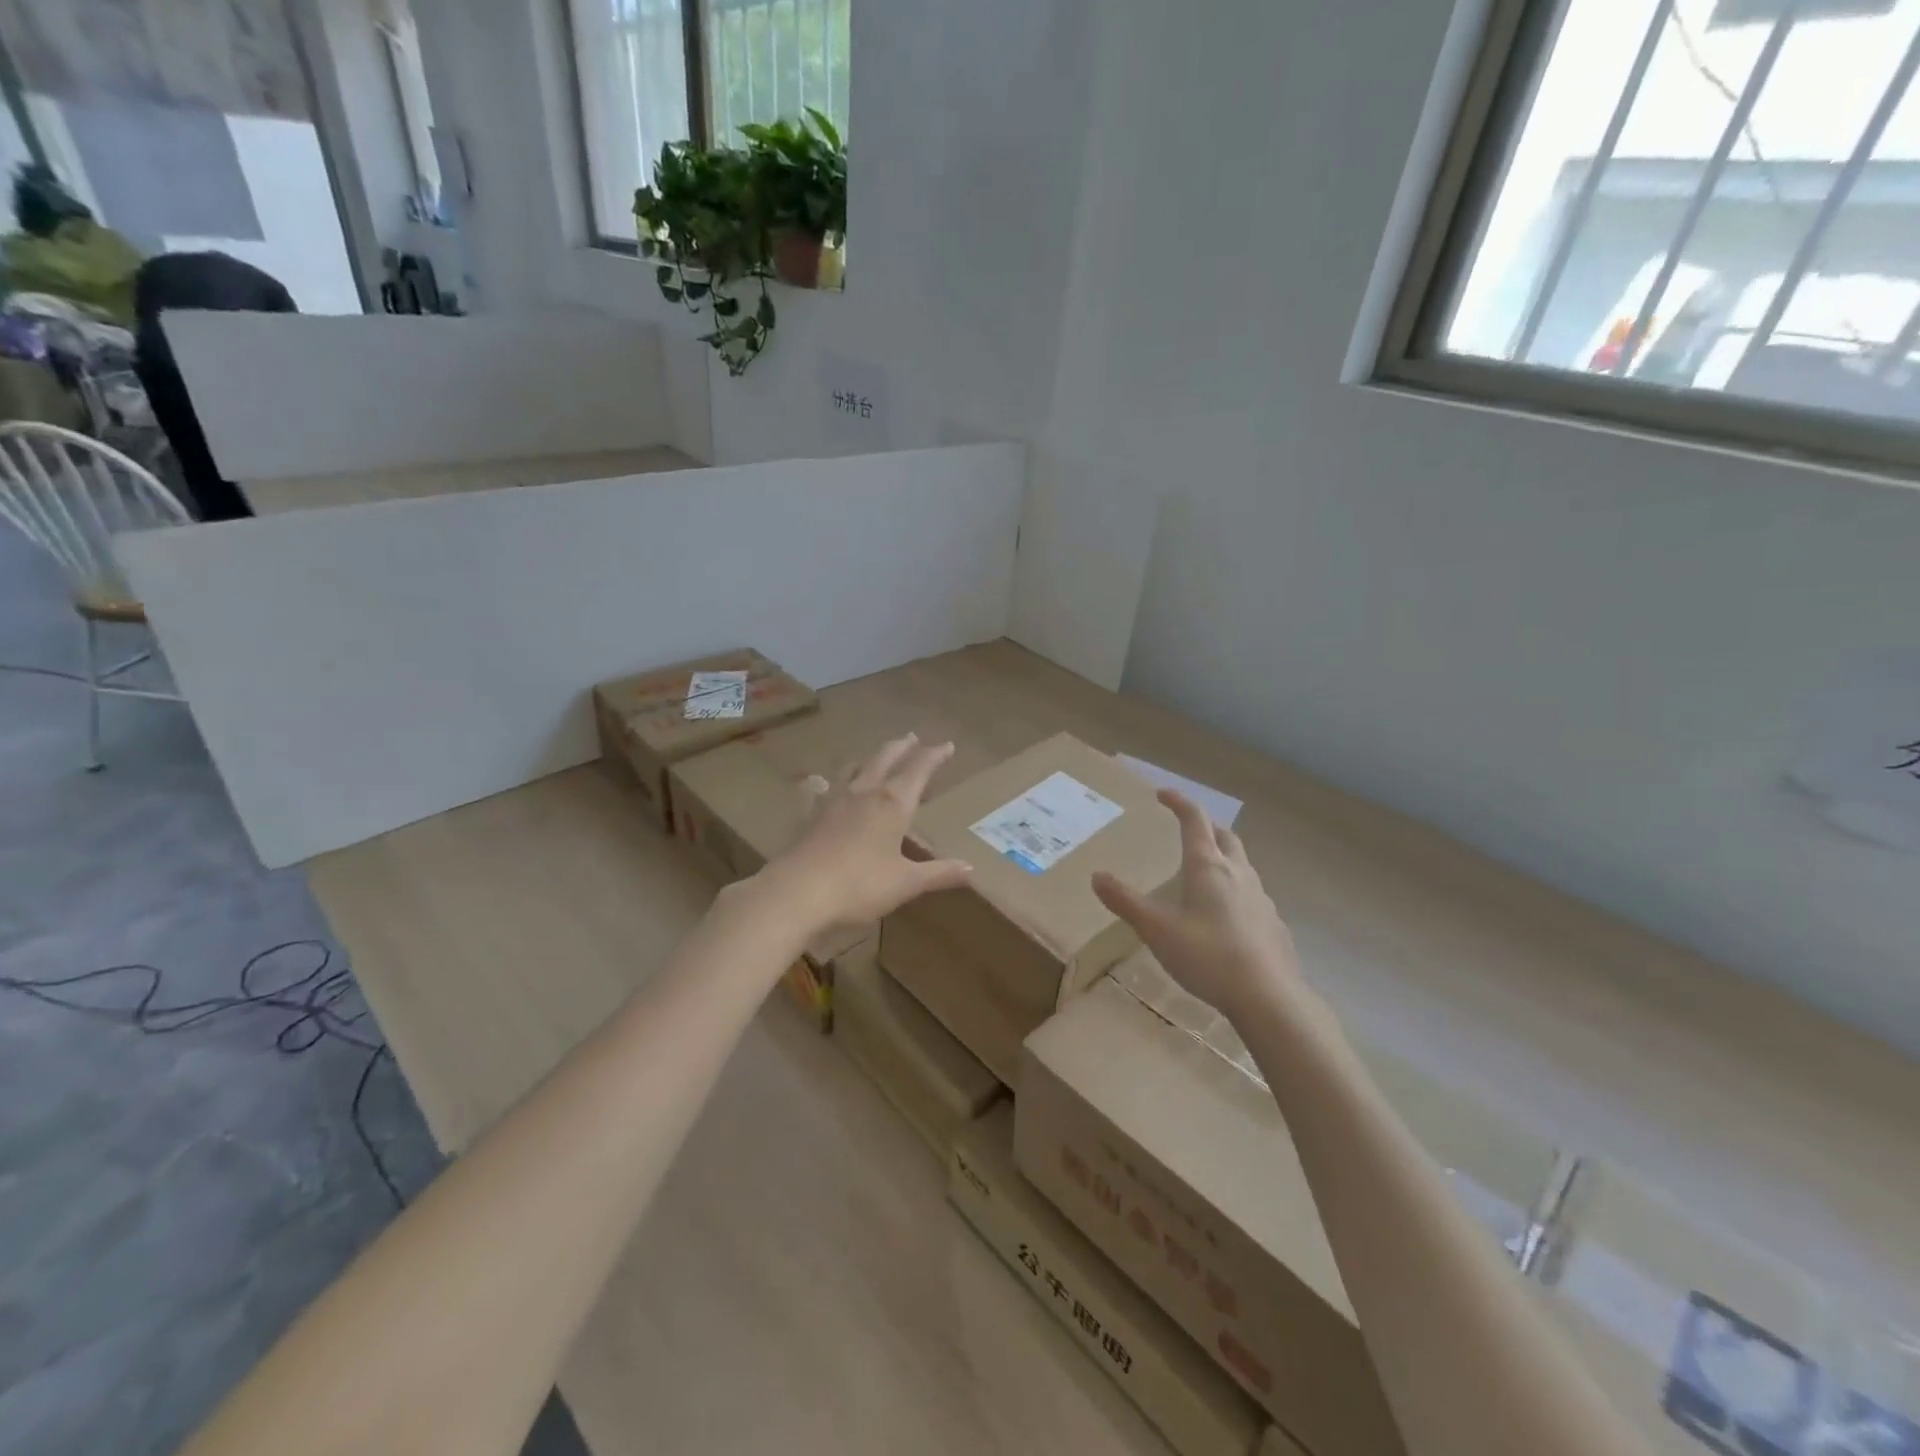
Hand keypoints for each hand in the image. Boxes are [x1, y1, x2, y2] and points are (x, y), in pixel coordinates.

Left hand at [755, 734, 971, 935]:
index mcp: (893, 804)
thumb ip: (938, 873)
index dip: (935, 756)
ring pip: (853, 768)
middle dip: (902, 747)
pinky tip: (816, 784)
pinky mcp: (810, 816)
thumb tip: (971, 869)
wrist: (798, 892)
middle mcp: (864, 793)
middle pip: (885, 758)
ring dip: (868, 758)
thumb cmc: (860, 885)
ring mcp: (833, 801)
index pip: (919, 770)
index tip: (947, 745)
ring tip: (874, 755)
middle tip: (913, 738)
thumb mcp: (906, 883)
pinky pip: (817, 792)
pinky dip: (821, 785)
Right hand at [1092, 790, 1305, 1024]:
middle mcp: (1237, 873)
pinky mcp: (1272, 923)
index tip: (1163, 794)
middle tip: (1187, 829)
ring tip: (1202, 872)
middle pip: (1224, 836)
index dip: (1179, 802)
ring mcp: (1260, 897)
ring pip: (1241, 864)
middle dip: (1205, 826)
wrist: (1268, 997)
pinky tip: (1225, 915)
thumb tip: (1097, 876)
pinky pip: (1251, 893)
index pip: (1194, 820)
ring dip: (1222, 856)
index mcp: (1207, 867)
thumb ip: (1126, 902)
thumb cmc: (1207, 956)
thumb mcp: (1157, 930)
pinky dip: (1235, 889)